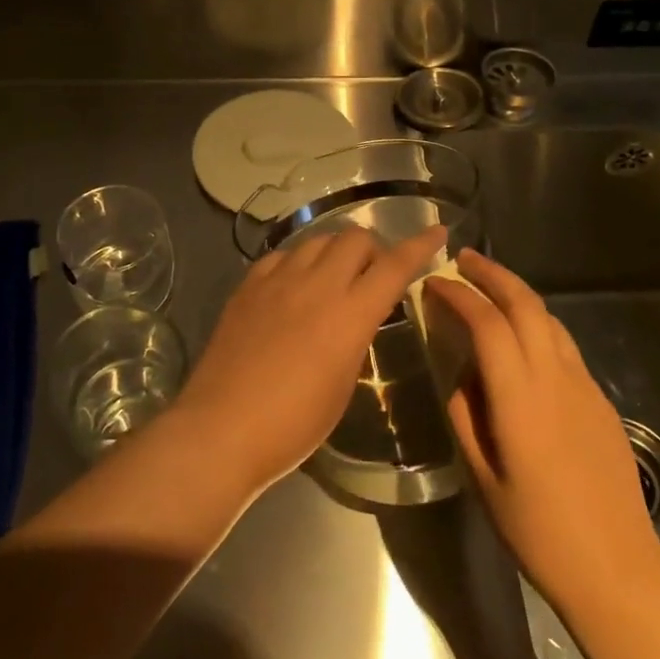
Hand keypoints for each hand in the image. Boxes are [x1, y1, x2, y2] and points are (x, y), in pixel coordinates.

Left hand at [174, 225, 446, 495]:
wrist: (222, 427)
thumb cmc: (293, 424)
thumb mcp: (342, 385)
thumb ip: (355, 338)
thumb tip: (355, 317)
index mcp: (349, 315)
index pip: (394, 266)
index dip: (419, 246)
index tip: (437, 231)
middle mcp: (316, 285)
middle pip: (354, 238)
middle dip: (372, 249)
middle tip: (370, 275)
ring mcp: (278, 280)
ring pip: (317, 240)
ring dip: (334, 251)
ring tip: (332, 277)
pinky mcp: (248, 286)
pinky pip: (282, 256)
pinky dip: (297, 262)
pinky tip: (293, 284)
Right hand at [427, 249, 659, 612]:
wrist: (617, 568)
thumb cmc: (538, 531)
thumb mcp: (483, 477)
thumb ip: (467, 415)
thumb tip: (465, 375)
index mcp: (519, 396)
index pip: (486, 322)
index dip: (458, 295)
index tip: (434, 283)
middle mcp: (554, 377)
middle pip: (525, 303)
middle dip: (492, 274)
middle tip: (463, 260)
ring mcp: (583, 385)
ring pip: (549, 318)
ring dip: (517, 294)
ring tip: (490, 289)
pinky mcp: (599, 399)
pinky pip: (563, 344)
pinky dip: (537, 324)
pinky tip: (523, 338)